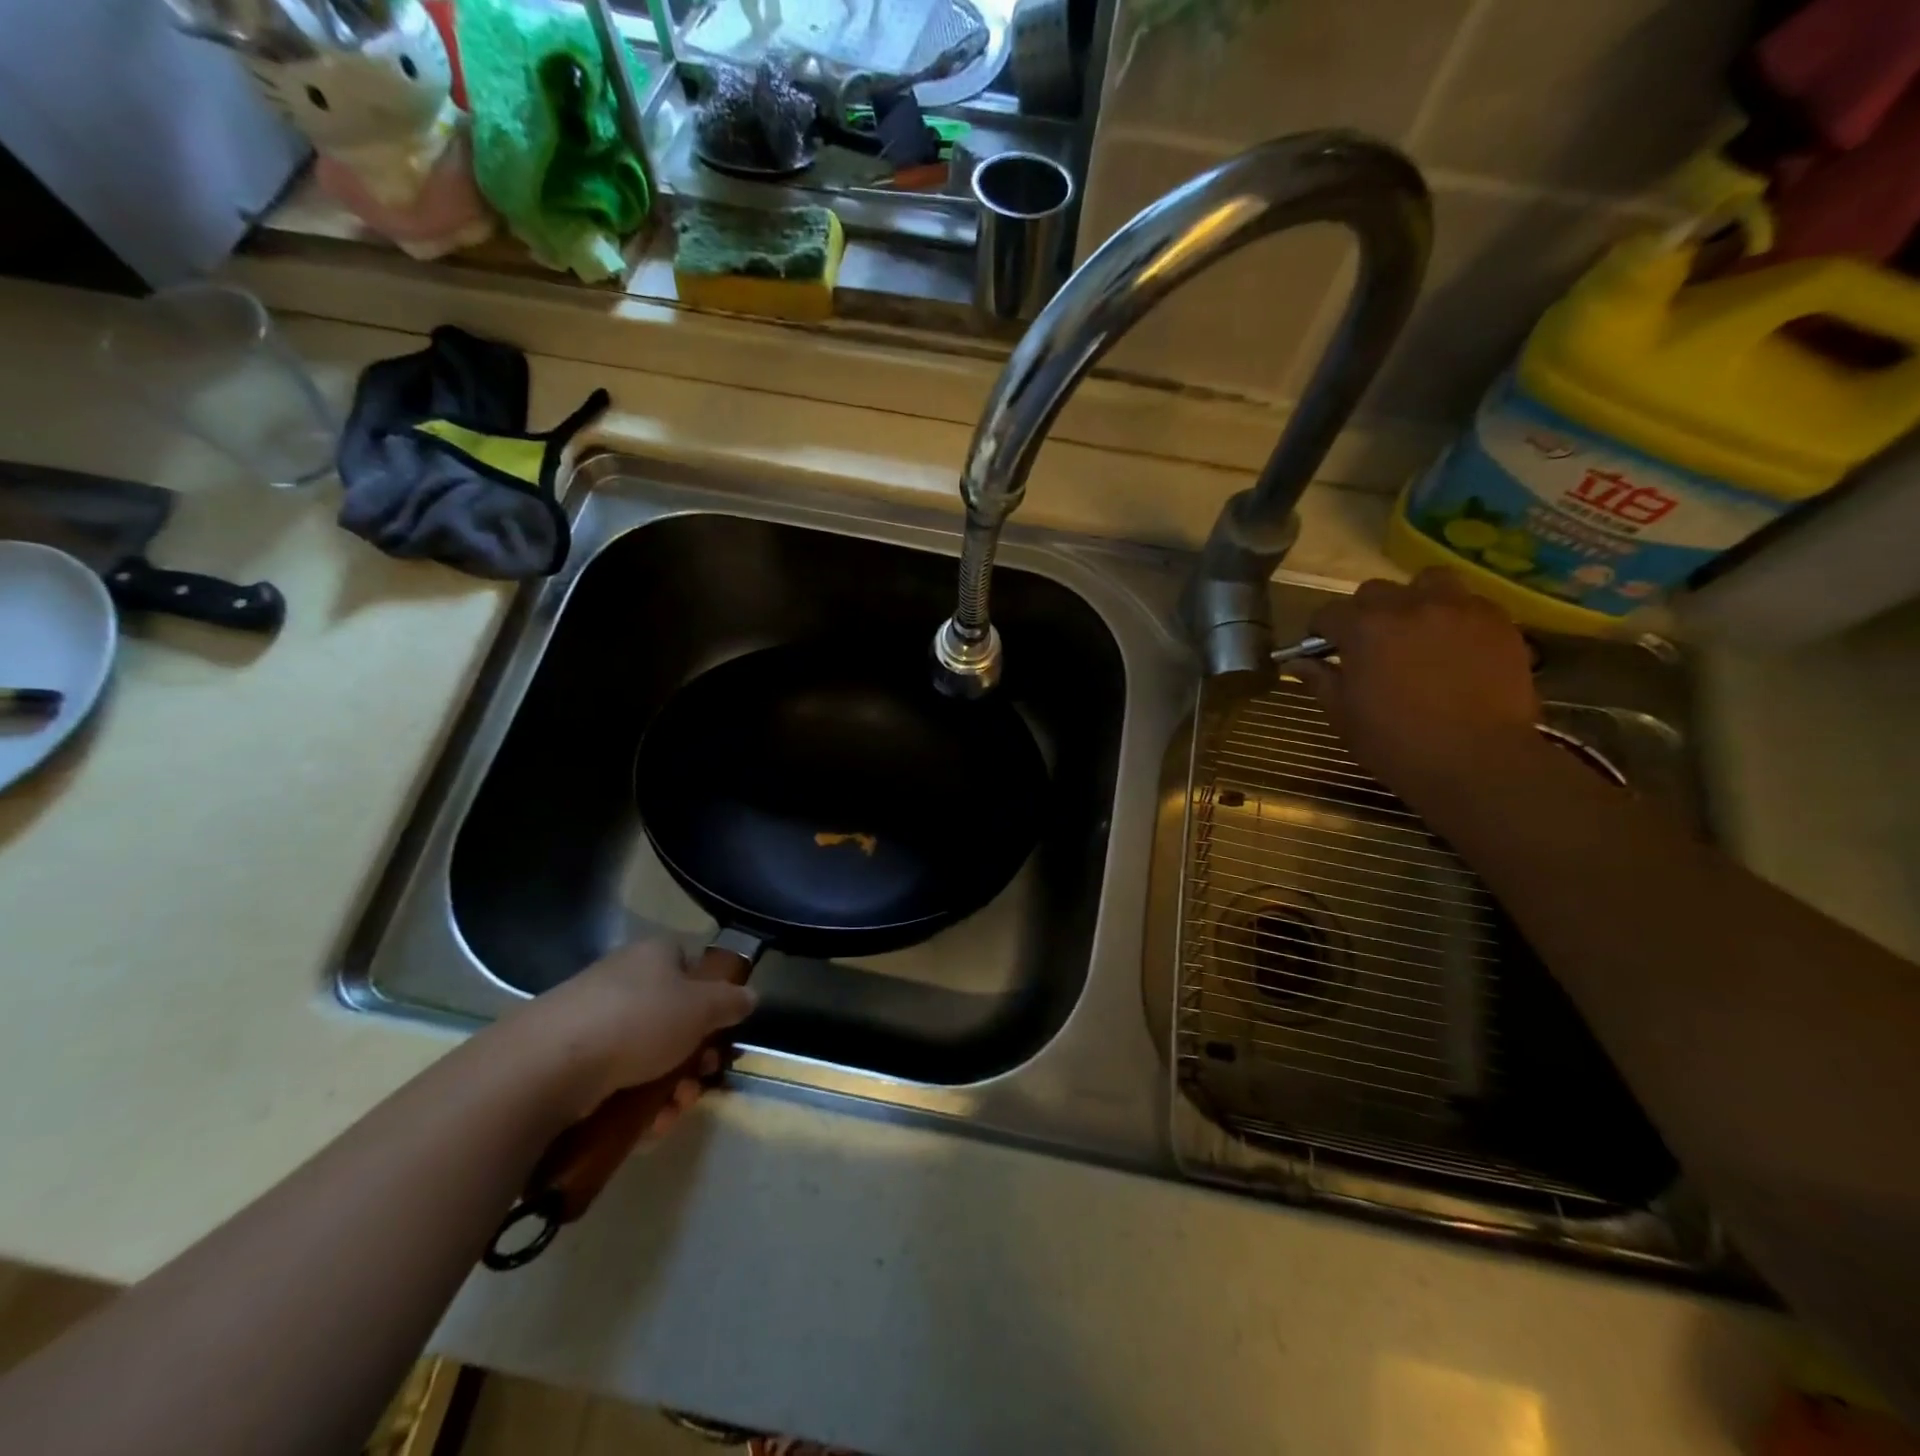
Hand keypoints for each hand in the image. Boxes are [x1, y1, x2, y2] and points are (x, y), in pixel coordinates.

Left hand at [509, 939, 756, 1135]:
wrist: (547, 1067)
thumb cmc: (638, 1021)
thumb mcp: (702, 1008)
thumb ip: (732, 1002)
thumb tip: (751, 996)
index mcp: (654, 956)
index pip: (693, 969)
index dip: (713, 1002)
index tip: (721, 1036)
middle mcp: (624, 981)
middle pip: (674, 1018)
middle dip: (694, 1056)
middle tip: (701, 1081)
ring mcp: (593, 1020)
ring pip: (647, 1055)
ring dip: (670, 1086)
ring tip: (672, 1112)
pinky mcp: (569, 1061)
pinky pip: (616, 1080)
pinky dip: (636, 1102)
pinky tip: (646, 1126)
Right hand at [1291, 568, 1541, 809]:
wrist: (1478, 761)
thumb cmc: (1396, 743)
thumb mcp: (1344, 716)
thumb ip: (1320, 680)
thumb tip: (1298, 663)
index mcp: (1363, 628)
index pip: (1328, 613)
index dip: (1320, 631)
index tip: (1322, 650)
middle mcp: (1408, 606)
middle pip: (1375, 591)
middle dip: (1365, 613)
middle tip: (1369, 644)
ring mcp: (1458, 609)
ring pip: (1428, 582)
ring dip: (1415, 600)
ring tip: (1417, 630)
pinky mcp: (1498, 622)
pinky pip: (1470, 604)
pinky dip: (1455, 617)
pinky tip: (1455, 647)